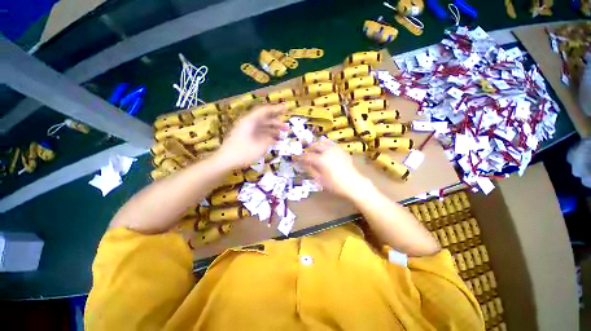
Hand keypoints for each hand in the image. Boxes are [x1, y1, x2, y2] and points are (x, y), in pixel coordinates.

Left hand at [216, 104, 287, 168]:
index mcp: (250, 121)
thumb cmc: (242, 153)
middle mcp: (249, 123)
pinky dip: (268, 136)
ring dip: (274, 131)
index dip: (277, 109)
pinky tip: (276, 142)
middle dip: (278, 123)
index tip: (287, 109)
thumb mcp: (259, 146)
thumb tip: (275, 136)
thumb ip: (269, 139)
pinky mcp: (247, 137)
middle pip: (265, 119)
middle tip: (287, 129)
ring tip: (284, 136)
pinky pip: (260, 134)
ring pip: (264, 127)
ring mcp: (247, 130)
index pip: (265, 111)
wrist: (225, 161)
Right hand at [296, 140, 369, 196]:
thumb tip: (303, 164)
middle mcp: (328, 151)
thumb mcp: (320, 179)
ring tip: (314, 153)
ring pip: (323, 143)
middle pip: (315, 146)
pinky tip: (325, 153)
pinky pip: (331, 145)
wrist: (354, 184)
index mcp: (321, 159)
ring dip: (317, 147)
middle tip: (305, 155)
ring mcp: (336, 149)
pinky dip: (325, 147)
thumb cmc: (335, 185)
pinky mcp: (342, 150)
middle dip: (309, 150)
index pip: (307, 156)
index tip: (295, 158)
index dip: (300, 157)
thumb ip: (310, 169)